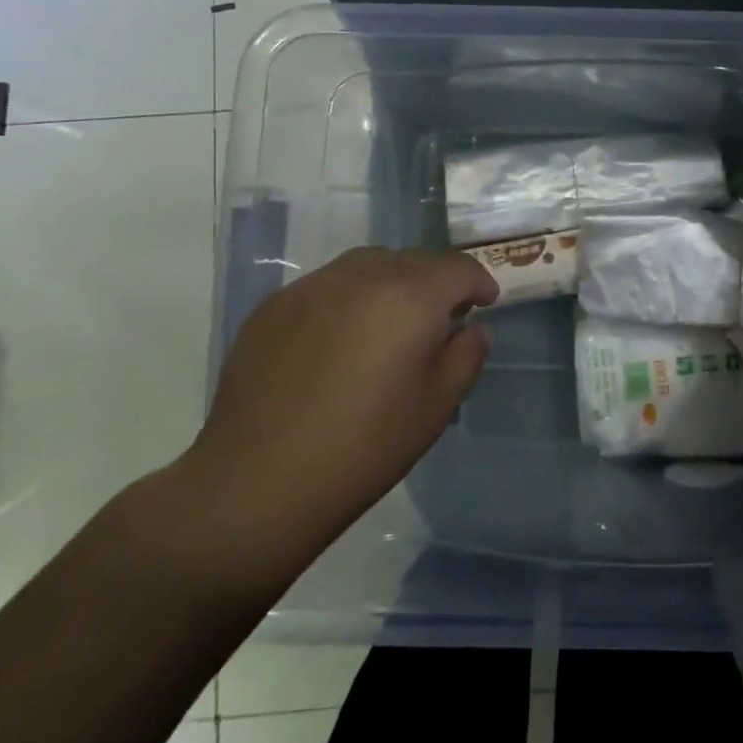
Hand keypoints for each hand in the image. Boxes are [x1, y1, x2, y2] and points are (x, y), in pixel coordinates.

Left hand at [171, 247, 497, 584]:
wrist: (257, 483)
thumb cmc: (365, 447)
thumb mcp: (437, 406)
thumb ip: (466, 355)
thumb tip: (470, 328)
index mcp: (410, 296)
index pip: (457, 268)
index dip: (479, 281)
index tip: (485, 302)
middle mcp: (362, 276)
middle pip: (413, 260)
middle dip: (435, 281)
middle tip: (441, 316)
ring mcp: (312, 287)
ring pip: (367, 265)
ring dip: (391, 282)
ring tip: (390, 321)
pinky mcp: (273, 307)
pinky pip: (326, 286)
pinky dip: (347, 299)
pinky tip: (338, 341)